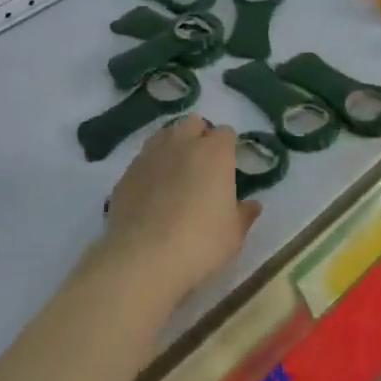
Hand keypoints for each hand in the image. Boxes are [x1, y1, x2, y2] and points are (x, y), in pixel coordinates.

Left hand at [100, 115, 261, 306]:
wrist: (143, 256)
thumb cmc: (200, 243)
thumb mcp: (233, 235)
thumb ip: (244, 214)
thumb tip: (253, 205)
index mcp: (214, 153)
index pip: (226, 133)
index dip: (228, 147)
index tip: (228, 167)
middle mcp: (182, 143)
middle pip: (193, 124)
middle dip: (199, 136)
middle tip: (202, 166)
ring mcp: (151, 154)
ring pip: (165, 135)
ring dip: (173, 146)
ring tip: (176, 174)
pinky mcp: (127, 172)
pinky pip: (143, 159)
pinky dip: (151, 168)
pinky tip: (152, 193)